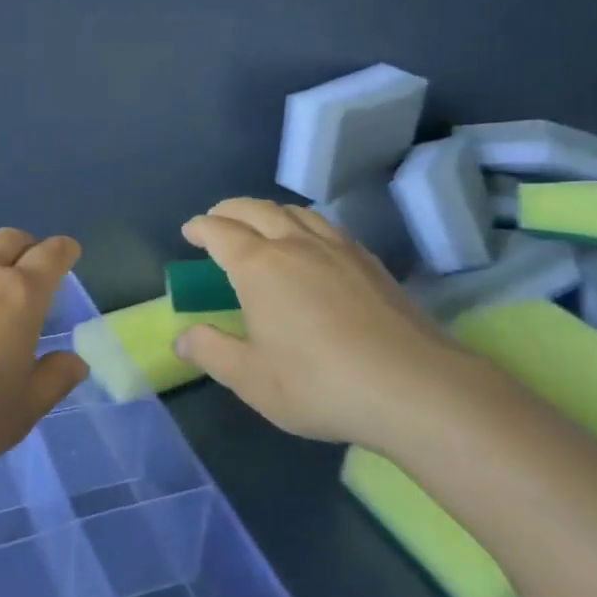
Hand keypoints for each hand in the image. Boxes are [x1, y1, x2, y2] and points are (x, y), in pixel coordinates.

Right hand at [175, 198, 481, 446]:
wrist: (413, 387)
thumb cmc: (319, 384)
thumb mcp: (252, 379)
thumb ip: (212, 352)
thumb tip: (182, 337)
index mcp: (259, 267)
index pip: (220, 232)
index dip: (200, 228)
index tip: (189, 231)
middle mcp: (295, 245)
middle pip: (256, 209)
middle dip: (229, 210)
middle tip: (216, 220)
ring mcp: (337, 249)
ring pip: (295, 212)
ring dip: (268, 211)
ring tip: (260, 226)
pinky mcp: (369, 262)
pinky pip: (326, 226)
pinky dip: (303, 224)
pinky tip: (310, 246)